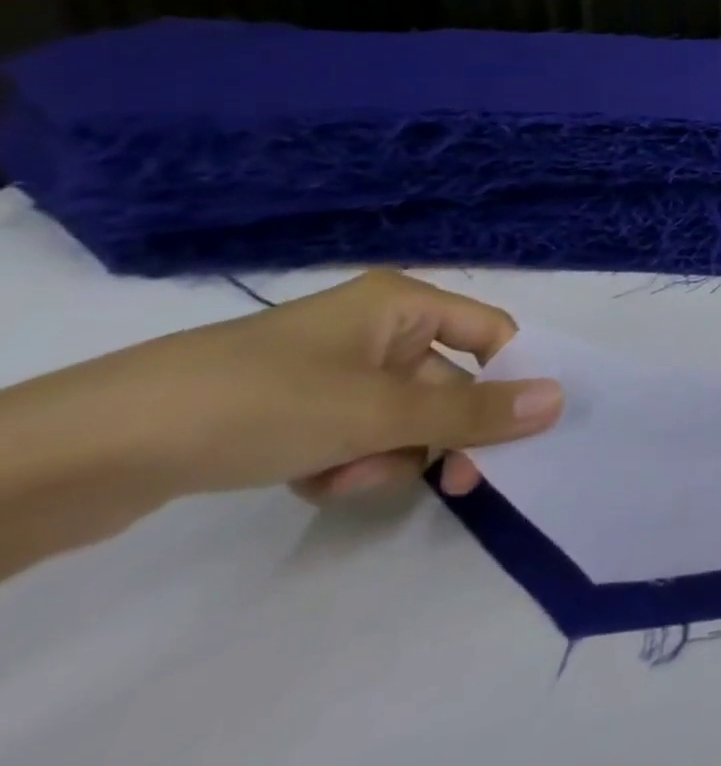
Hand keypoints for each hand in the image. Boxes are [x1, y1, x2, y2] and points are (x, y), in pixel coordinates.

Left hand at [11, 269, 562, 505]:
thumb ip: (473, 410)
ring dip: (386, 456)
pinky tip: (309, 483)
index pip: (490, 333)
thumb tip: (559, 399)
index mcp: (403, 303)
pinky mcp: (289, 410)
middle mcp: (375, 328)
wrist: (93, 448)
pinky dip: (345, 463)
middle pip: (444, 382)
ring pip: (398, 418)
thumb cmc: (264, 401)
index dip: (510, 378)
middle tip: (454, 485)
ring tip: (341, 478)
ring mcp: (329, 370)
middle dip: (439, 435)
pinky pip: (351, 435)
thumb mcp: (379, 411)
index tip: (517, 435)